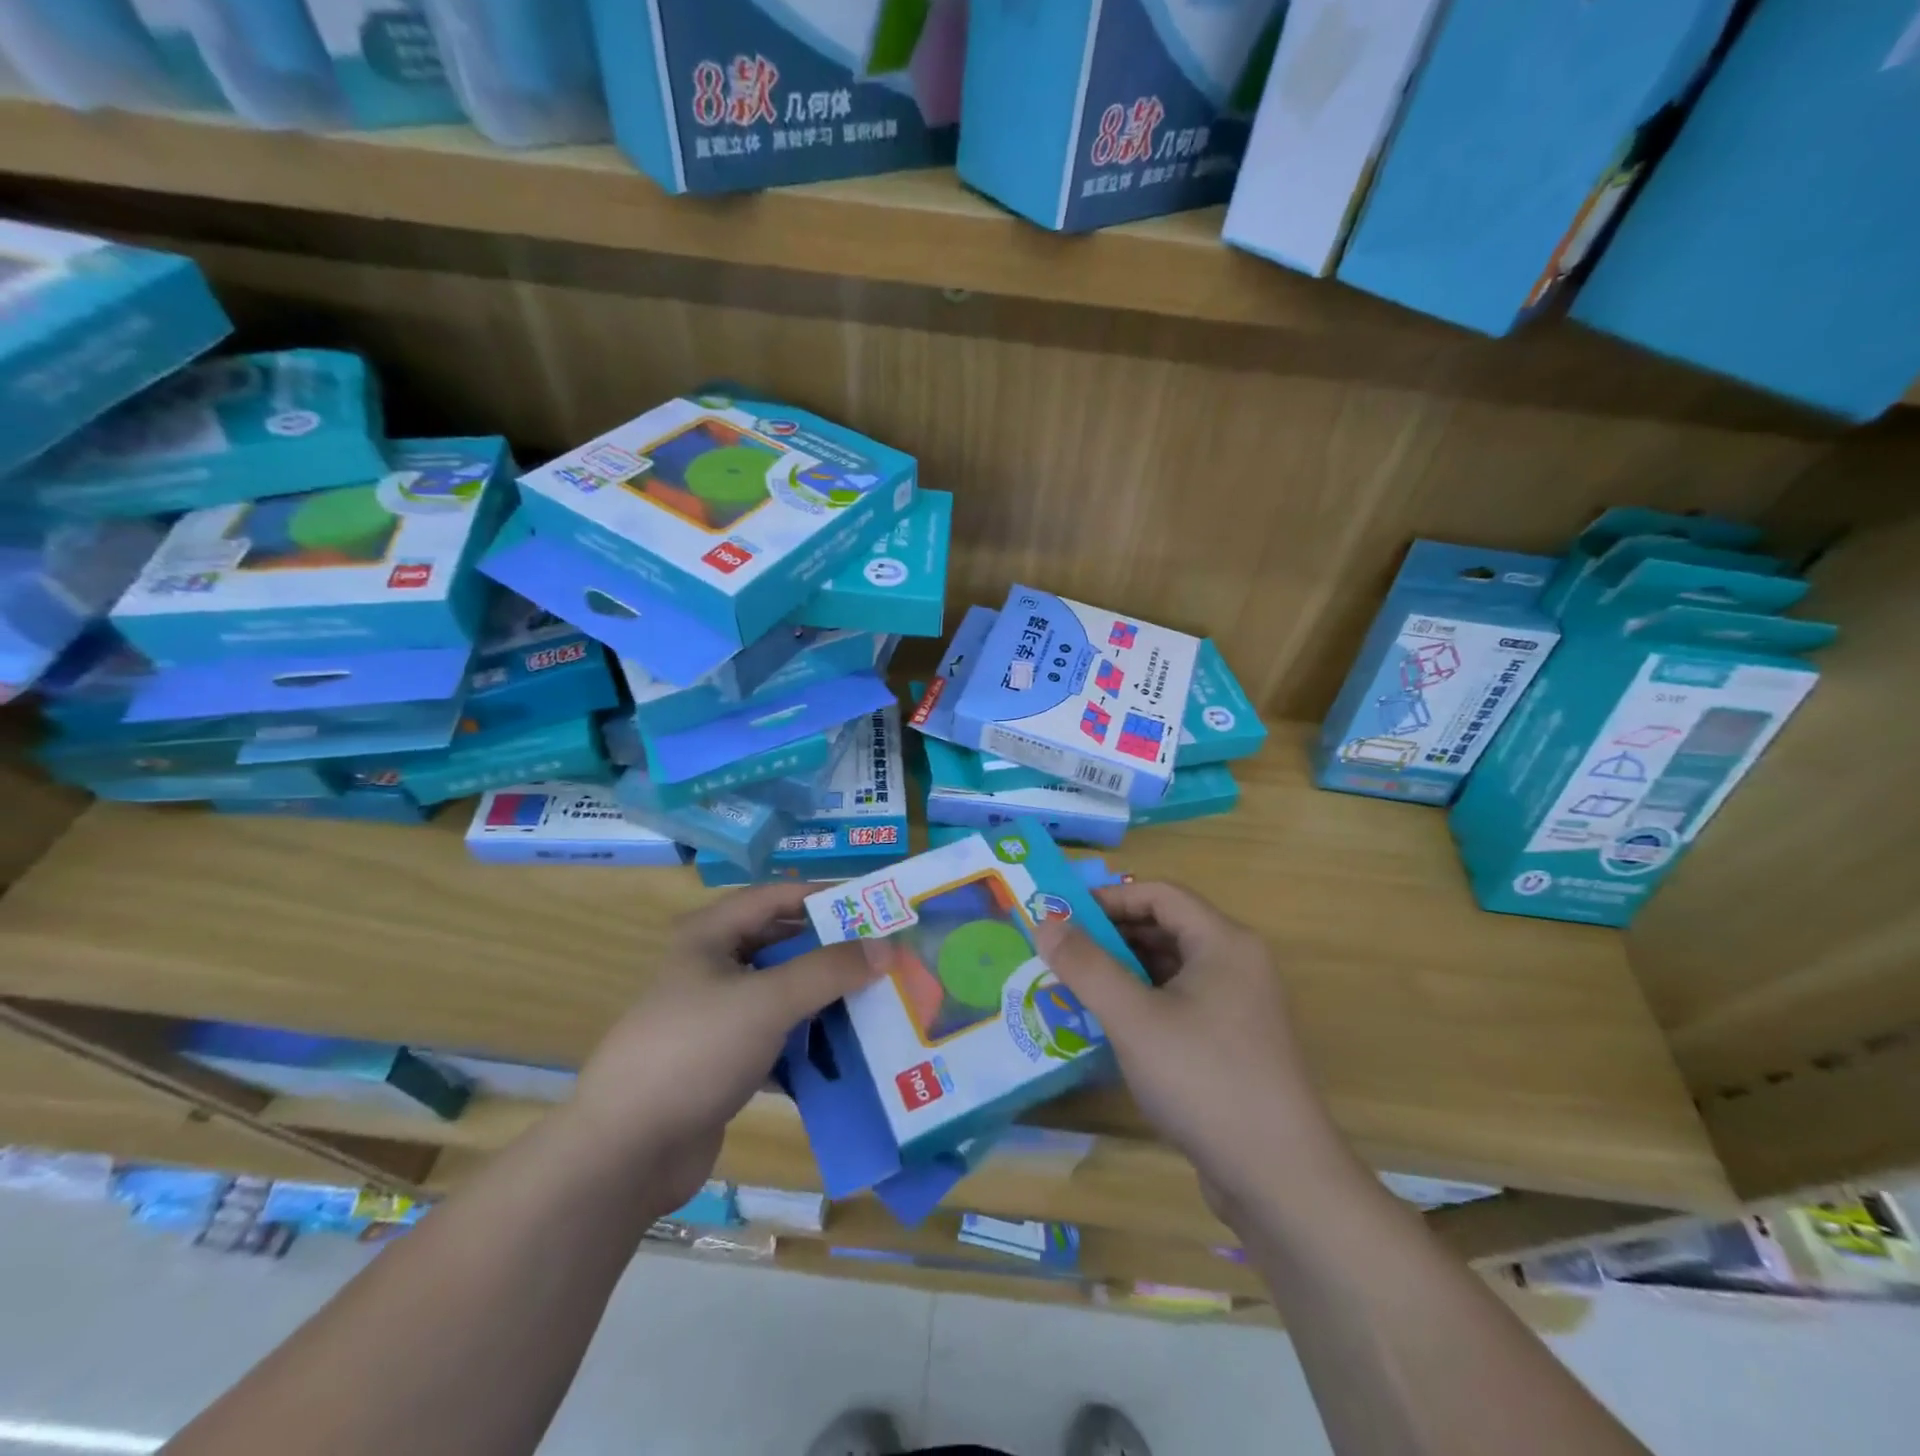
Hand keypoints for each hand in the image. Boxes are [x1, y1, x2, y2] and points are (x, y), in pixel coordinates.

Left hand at [570, 883, 879, 1211]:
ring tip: (881, 1001)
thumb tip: (887, 946)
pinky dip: (810, 1042)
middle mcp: (714, 967)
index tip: (877, 906)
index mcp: (712, 935)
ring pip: (784, 994)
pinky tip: (850, 1052)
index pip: (779, 897)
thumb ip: (829, 969)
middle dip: (833, 951)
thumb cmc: (695, 1050)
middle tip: (887, 956)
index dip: (826, 896)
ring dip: (827, 998)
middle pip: (784, 945)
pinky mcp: (725, 1061)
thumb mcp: (766, 1000)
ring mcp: (718, 1016)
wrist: (626, 1151)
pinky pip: (779, 1038)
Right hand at [1033, 882, 1339, 1220]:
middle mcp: (1236, 964)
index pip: (1159, 894)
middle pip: (1165, 928)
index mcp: (1223, 942)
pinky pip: (1180, 1003)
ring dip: (1124, 972)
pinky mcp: (1233, 1043)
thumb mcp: (1134, 1019)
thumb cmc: (1204, 1081)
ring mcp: (1239, 1006)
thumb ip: (1086, 966)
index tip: (1062, 917)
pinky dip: (1143, 1003)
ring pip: (1171, 969)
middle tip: (1061, 953)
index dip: (1108, 898)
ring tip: (1076, 988)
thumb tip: (1045, 921)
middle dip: (1111, 937)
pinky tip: (1110, 1026)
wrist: (1281, 1179)